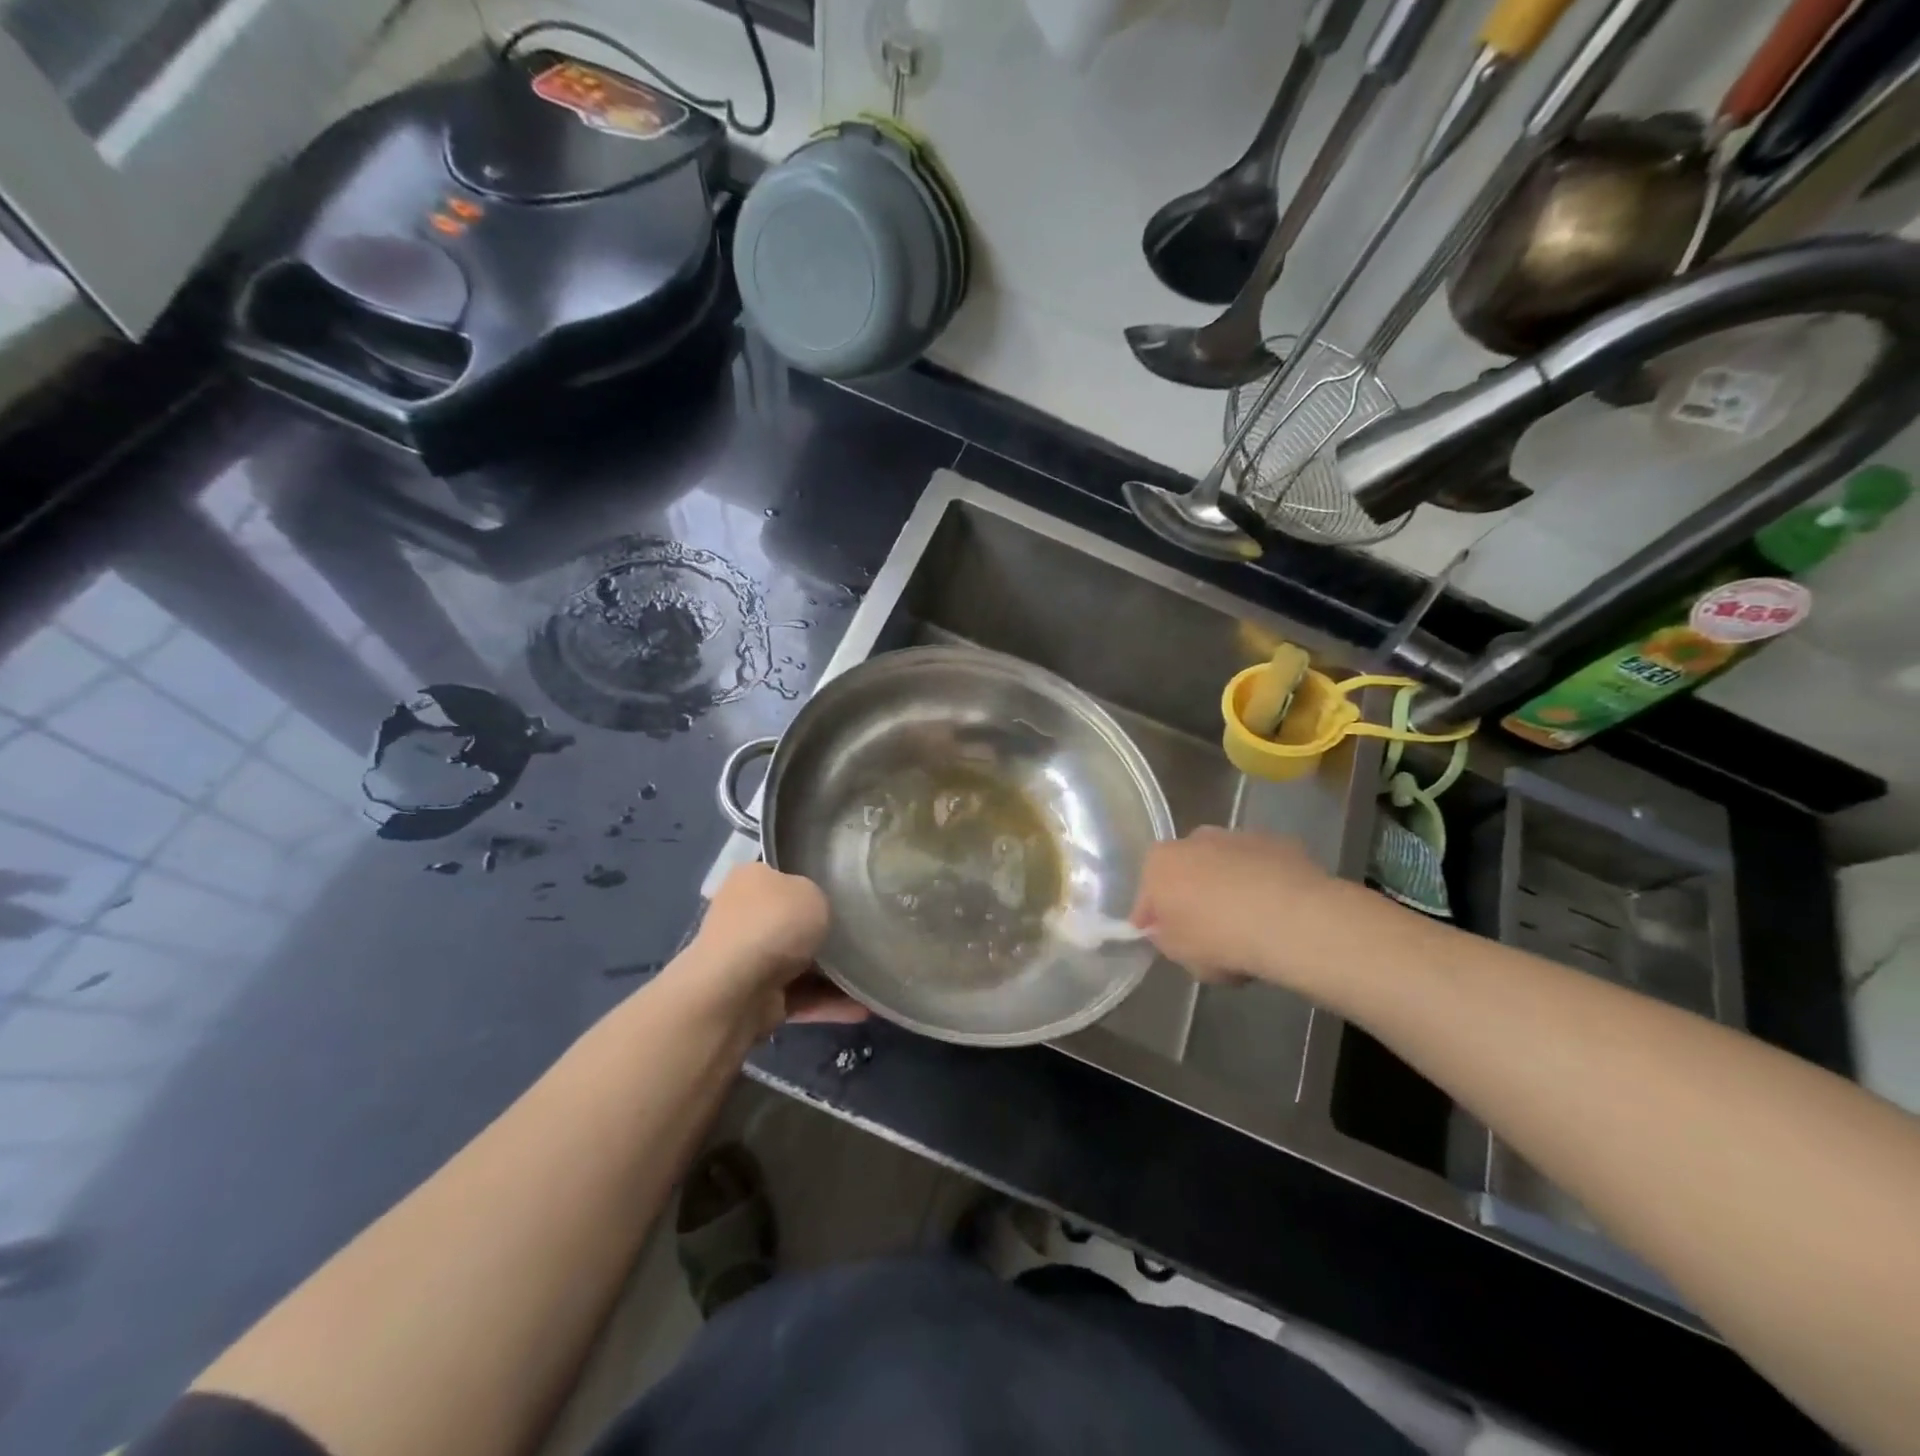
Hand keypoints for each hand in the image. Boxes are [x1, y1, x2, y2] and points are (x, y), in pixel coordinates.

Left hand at [680, 863, 866, 1033]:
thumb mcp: (811, 891)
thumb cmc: (775, 923)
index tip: (848, 892)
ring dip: (836, 973)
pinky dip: (831, 1003)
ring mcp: (750, 960)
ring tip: (878, 975)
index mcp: (751, 880)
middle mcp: (746, 917)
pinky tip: (866, 1006)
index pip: (786, 875)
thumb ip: (820, 899)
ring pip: (802, 963)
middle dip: (827, 932)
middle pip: (795, 921)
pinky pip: (803, 997)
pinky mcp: (759, 999)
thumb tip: (819, 911)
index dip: (816, 881)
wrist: (735, 990)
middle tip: (868, 934)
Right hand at [1130, 828, 1345, 987]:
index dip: (1155, 920)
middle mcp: (1194, 838)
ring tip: (1248, 924)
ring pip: (1224, 865)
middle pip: (1186, 871)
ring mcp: (1238, 836)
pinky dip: (1262, 883)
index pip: (1147, 895)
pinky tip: (1276, 913)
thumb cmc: (1220, 938)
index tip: (1167, 941)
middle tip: (1208, 932)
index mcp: (1160, 862)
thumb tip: (1166, 929)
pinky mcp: (1278, 842)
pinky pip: (1260, 867)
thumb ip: (1164, 936)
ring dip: (1228, 886)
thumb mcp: (1179, 953)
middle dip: (1193, 895)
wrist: (1292, 921)